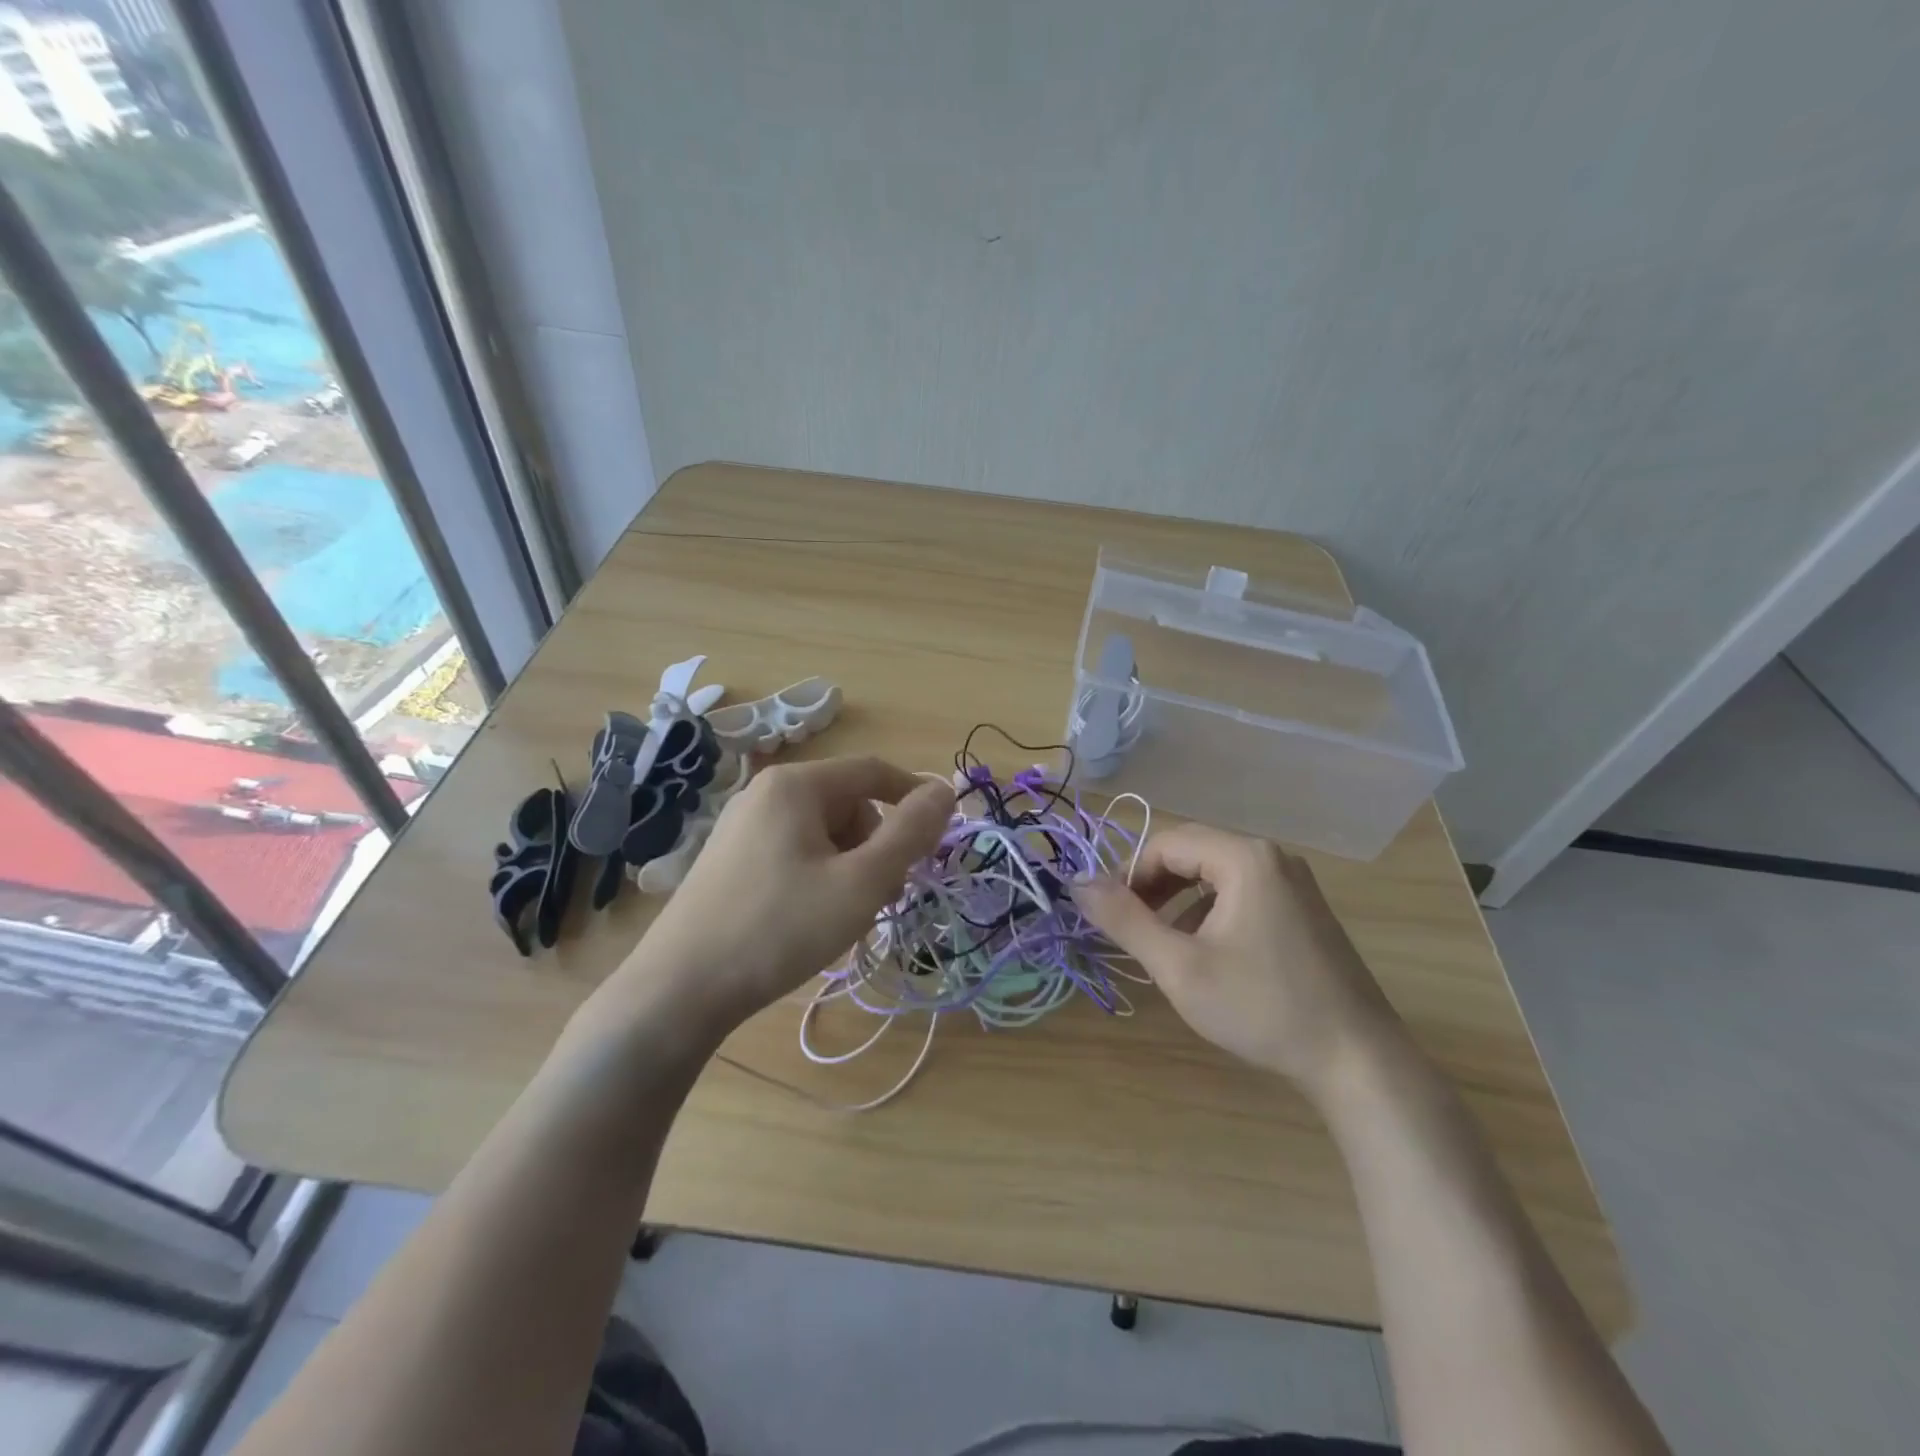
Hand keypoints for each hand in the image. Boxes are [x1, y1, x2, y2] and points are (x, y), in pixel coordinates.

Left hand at [616, 755, 953, 1041]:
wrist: (679, 989)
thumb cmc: (780, 928)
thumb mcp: (861, 882)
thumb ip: (910, 833)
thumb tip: (945, 791)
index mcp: (796, 785)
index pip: (873, 771)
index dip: (914, 796)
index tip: (941, 834)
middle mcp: (765, 793)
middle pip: (847, 803)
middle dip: (878, 843)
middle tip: (887, 893)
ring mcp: (741, 826)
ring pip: (821, 832)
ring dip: (850, 864)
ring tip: (849, 913)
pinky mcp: (729, 859)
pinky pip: (793, 851)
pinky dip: (819, 875)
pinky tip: (813, 918)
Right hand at [1071, 824, 1404, 1099]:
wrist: (1358, 1062)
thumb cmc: (1262, 1008)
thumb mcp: (1180, 966)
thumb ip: (1124, 919)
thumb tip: (1077, 882)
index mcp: (1244, 857)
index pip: (1166, 844)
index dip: (1129, 875)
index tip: (1109, 916)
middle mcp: (1272, 856)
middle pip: (1192, 852)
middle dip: (1153, 886)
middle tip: (1131, 928)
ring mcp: (1294, 882)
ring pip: (1215, 873)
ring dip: (1179, 899)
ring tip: (1162, 942)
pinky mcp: (1304, 909)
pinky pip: (1242, 891)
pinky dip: (1210, 910)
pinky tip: (1206, 952)